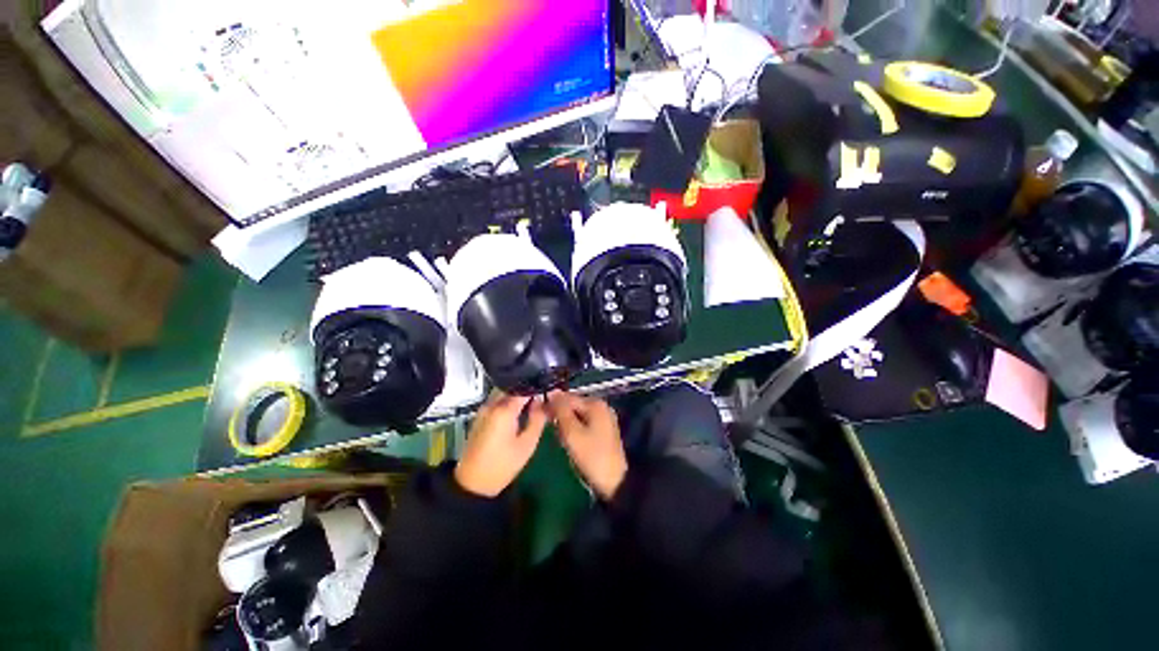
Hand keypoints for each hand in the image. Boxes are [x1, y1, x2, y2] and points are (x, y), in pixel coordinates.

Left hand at [455, 392, 546, 496]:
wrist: (473, 483)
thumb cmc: (503, 465)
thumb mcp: (527, 444)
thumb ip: (538, 419)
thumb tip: (543, 401)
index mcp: (504, 410)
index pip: (524, 388)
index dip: (538, 387)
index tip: (549, 390)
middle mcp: (492, 404)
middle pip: (513, 386)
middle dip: (528, 388)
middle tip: (542, 396)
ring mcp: (484, 409)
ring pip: (504, 391)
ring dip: (518, 394)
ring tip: (532, 403)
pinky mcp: (480, 415)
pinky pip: (497, 399)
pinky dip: (509, 400)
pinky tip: (519, 411)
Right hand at [548, 391, 626, 499]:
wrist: (614, 482)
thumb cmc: (591, 456)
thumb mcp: (572, 432)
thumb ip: (561, 411)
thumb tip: (552, 392)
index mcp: (595, 404)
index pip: (568, 397)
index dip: (552, 405)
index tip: (540, 415)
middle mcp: (601, 406)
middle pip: (573, 405)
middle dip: (561, 417)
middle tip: (555, 433)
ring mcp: (604, 418)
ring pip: (577, 416)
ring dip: (567, 425)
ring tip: (563, 440)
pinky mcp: (604, 430)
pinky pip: (584, 424)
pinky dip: (575, 431)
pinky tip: (572, 443)